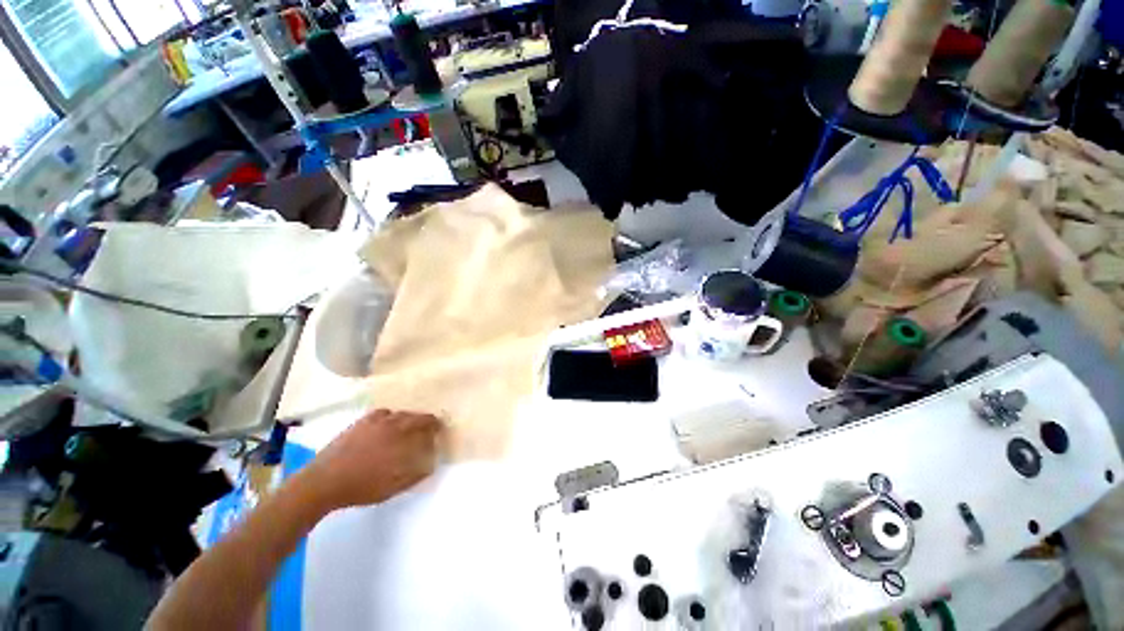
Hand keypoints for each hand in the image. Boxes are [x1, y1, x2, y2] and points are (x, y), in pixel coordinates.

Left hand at [296, 409, 442, 511]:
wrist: (324, 482)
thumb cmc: (362, 486)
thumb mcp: (394, 485)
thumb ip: (416, 473)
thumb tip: (431, 463)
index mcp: (403, 438)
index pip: (427, 424)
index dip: (436, 426)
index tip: (439, 430)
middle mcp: (392, 424)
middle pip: (415, 416)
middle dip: (424, 421)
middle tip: (427, 428)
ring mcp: (376, 421)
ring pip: (399, 414)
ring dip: (408, 418)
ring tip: (407, 427)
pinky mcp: (361, 422)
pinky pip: (382, 413)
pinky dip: (389, 417)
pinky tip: (386, 423)